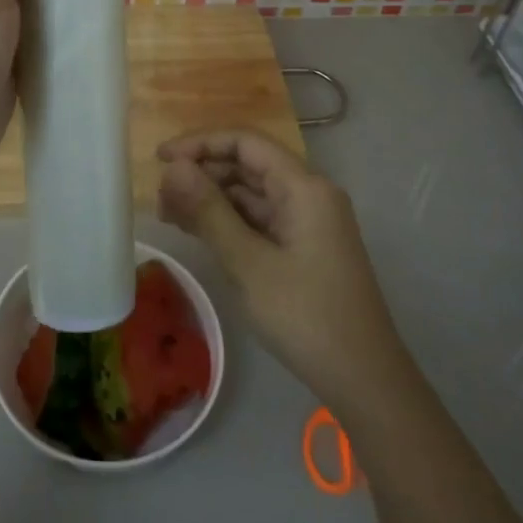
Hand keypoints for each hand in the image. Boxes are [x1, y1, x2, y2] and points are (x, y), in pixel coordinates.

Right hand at [158, 130, 404, 410]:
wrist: (363, 379)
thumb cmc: (305, 316)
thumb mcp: (248, 263)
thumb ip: (209, 211)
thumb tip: (173, 168)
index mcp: (304, 187)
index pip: (246, 143)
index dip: (201, 144)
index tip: (160, 160)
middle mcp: (308, 194)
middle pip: (248, 165)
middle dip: (202, 174)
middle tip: (159, 197)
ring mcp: (307, 222)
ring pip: (250, 194)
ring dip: (210, 199)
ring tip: (168, 215)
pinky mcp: (302, 247)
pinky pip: (258, 219)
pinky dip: (227, 221)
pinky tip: (196, 231)